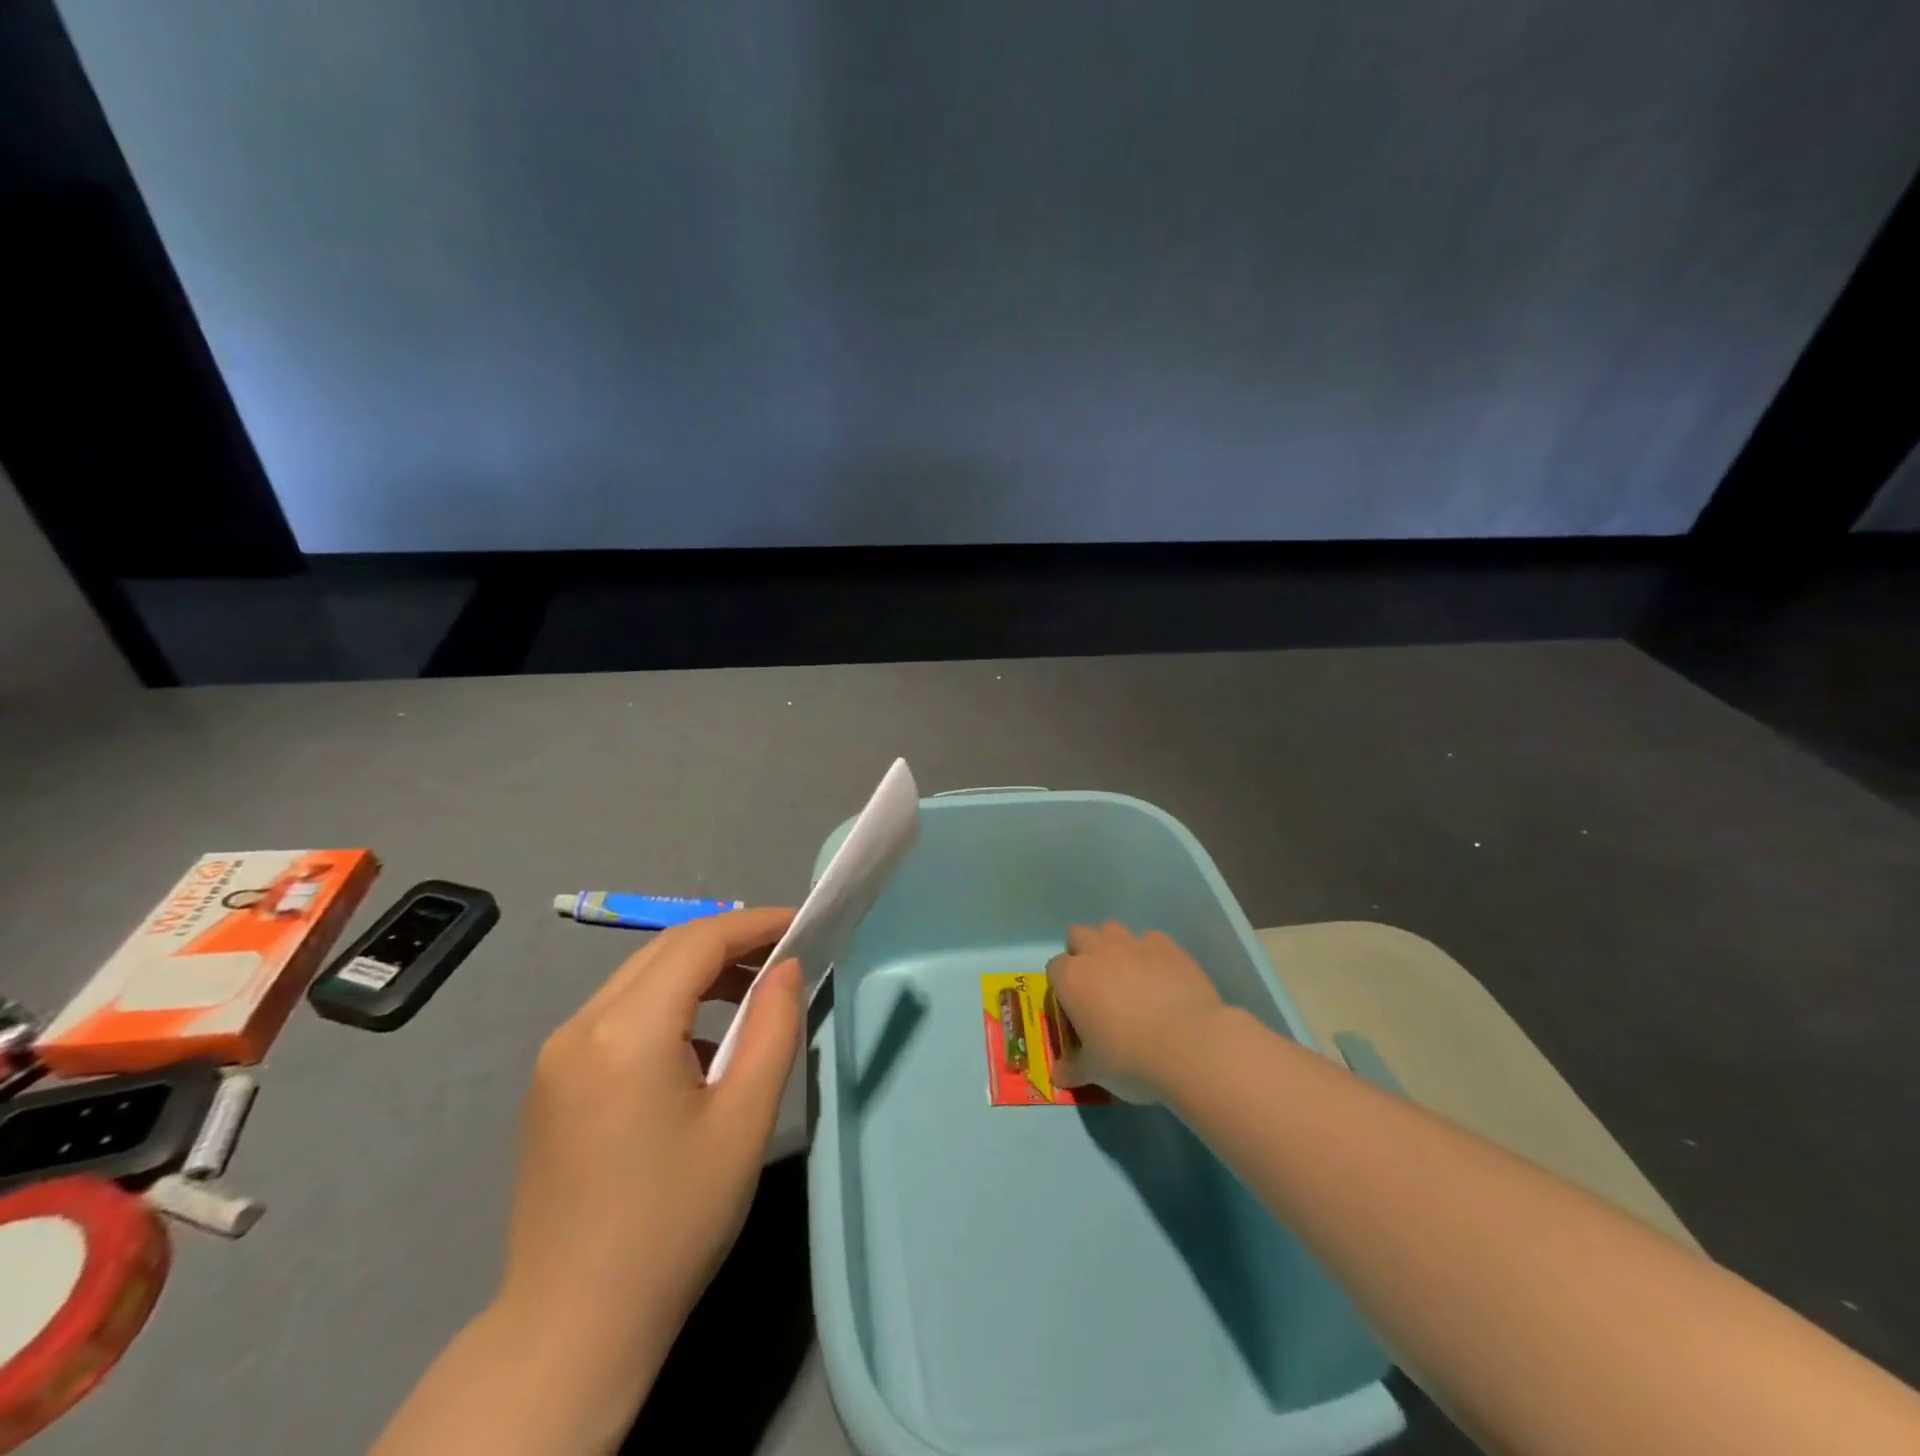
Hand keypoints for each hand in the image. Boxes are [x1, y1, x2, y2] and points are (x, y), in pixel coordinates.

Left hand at [498, 907, 802, 1354]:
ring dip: (696, 974)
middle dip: (728, 943)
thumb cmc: (674, 1222)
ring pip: (638, 980)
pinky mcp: (550, 1083)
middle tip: (783, 957)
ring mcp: (555, 1055)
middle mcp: (579, 1027)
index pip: (697, 942)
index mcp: (625, 1032)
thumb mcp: (744, 1120)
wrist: (573, 1326)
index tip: (801, 924)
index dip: (753, 924)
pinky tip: (698, 1048)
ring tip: (750, 997)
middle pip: (664, 951)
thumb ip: (773, 1028)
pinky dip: (665, 1007)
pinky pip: (616, 1015)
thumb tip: (785, 969)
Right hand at [1046, 922, 1225, 1097]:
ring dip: (1114, 948)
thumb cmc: (1131, 1059)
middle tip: (1097, 987)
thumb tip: (1058, 1076)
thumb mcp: (1096, 1072)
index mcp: (1072, 978)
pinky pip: (1151, 940)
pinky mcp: (1168, 946)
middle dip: (1083, 953)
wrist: (1190, 1045)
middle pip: (1079, 935)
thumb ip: (1073, 1068)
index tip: (1075, 1009)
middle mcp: (1098, 951)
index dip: (1062, 987)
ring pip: (1113, 930)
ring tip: (1129, 979)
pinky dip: (1150, 954)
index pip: (1054, 968)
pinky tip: (1161, 978)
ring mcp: (1134, 944)